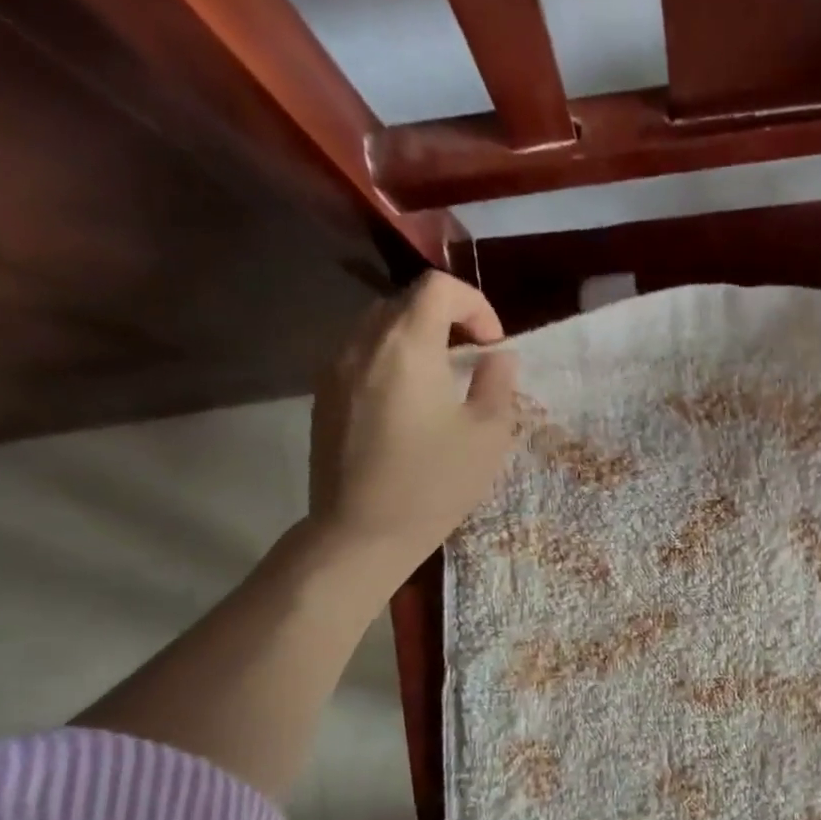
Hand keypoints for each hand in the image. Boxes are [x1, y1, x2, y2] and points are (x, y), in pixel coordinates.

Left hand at [306, 270, 517, 572]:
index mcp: (407, 344)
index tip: (493, 346)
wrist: (361, 533)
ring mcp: (335, 368)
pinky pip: (360, 356)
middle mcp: (363, 343)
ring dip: (416, 340)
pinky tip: (407, 405)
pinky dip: (390, 361)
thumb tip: (496, 356)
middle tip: (471, 362)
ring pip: (379, 327)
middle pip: (406, 302)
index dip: (475, 305)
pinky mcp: (323, 395)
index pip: (439, 287)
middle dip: (447, 321)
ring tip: (440, 382)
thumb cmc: (433, 484)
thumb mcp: (487, 435)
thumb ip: (497, 383)